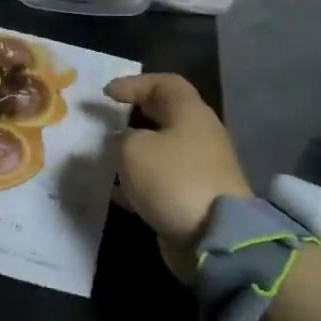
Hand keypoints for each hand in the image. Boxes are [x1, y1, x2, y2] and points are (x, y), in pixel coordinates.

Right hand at [105, 73, 251, 280]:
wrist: (215, 237)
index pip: (164, 83)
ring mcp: (200, 167)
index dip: (134, 83)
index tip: (106, 94)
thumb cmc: (173, 179)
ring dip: (135, 150)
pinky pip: (163, 179)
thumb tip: (121, 140)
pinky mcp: (196, 196)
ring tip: (106, 155)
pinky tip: (117, 190)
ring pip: (162, 149)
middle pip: (165, 115)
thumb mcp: (133, 150)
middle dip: (134, 115)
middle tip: (108, 119)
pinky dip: (140, 180)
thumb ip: (120, 138)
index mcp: (190, 113)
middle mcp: (200, 134)